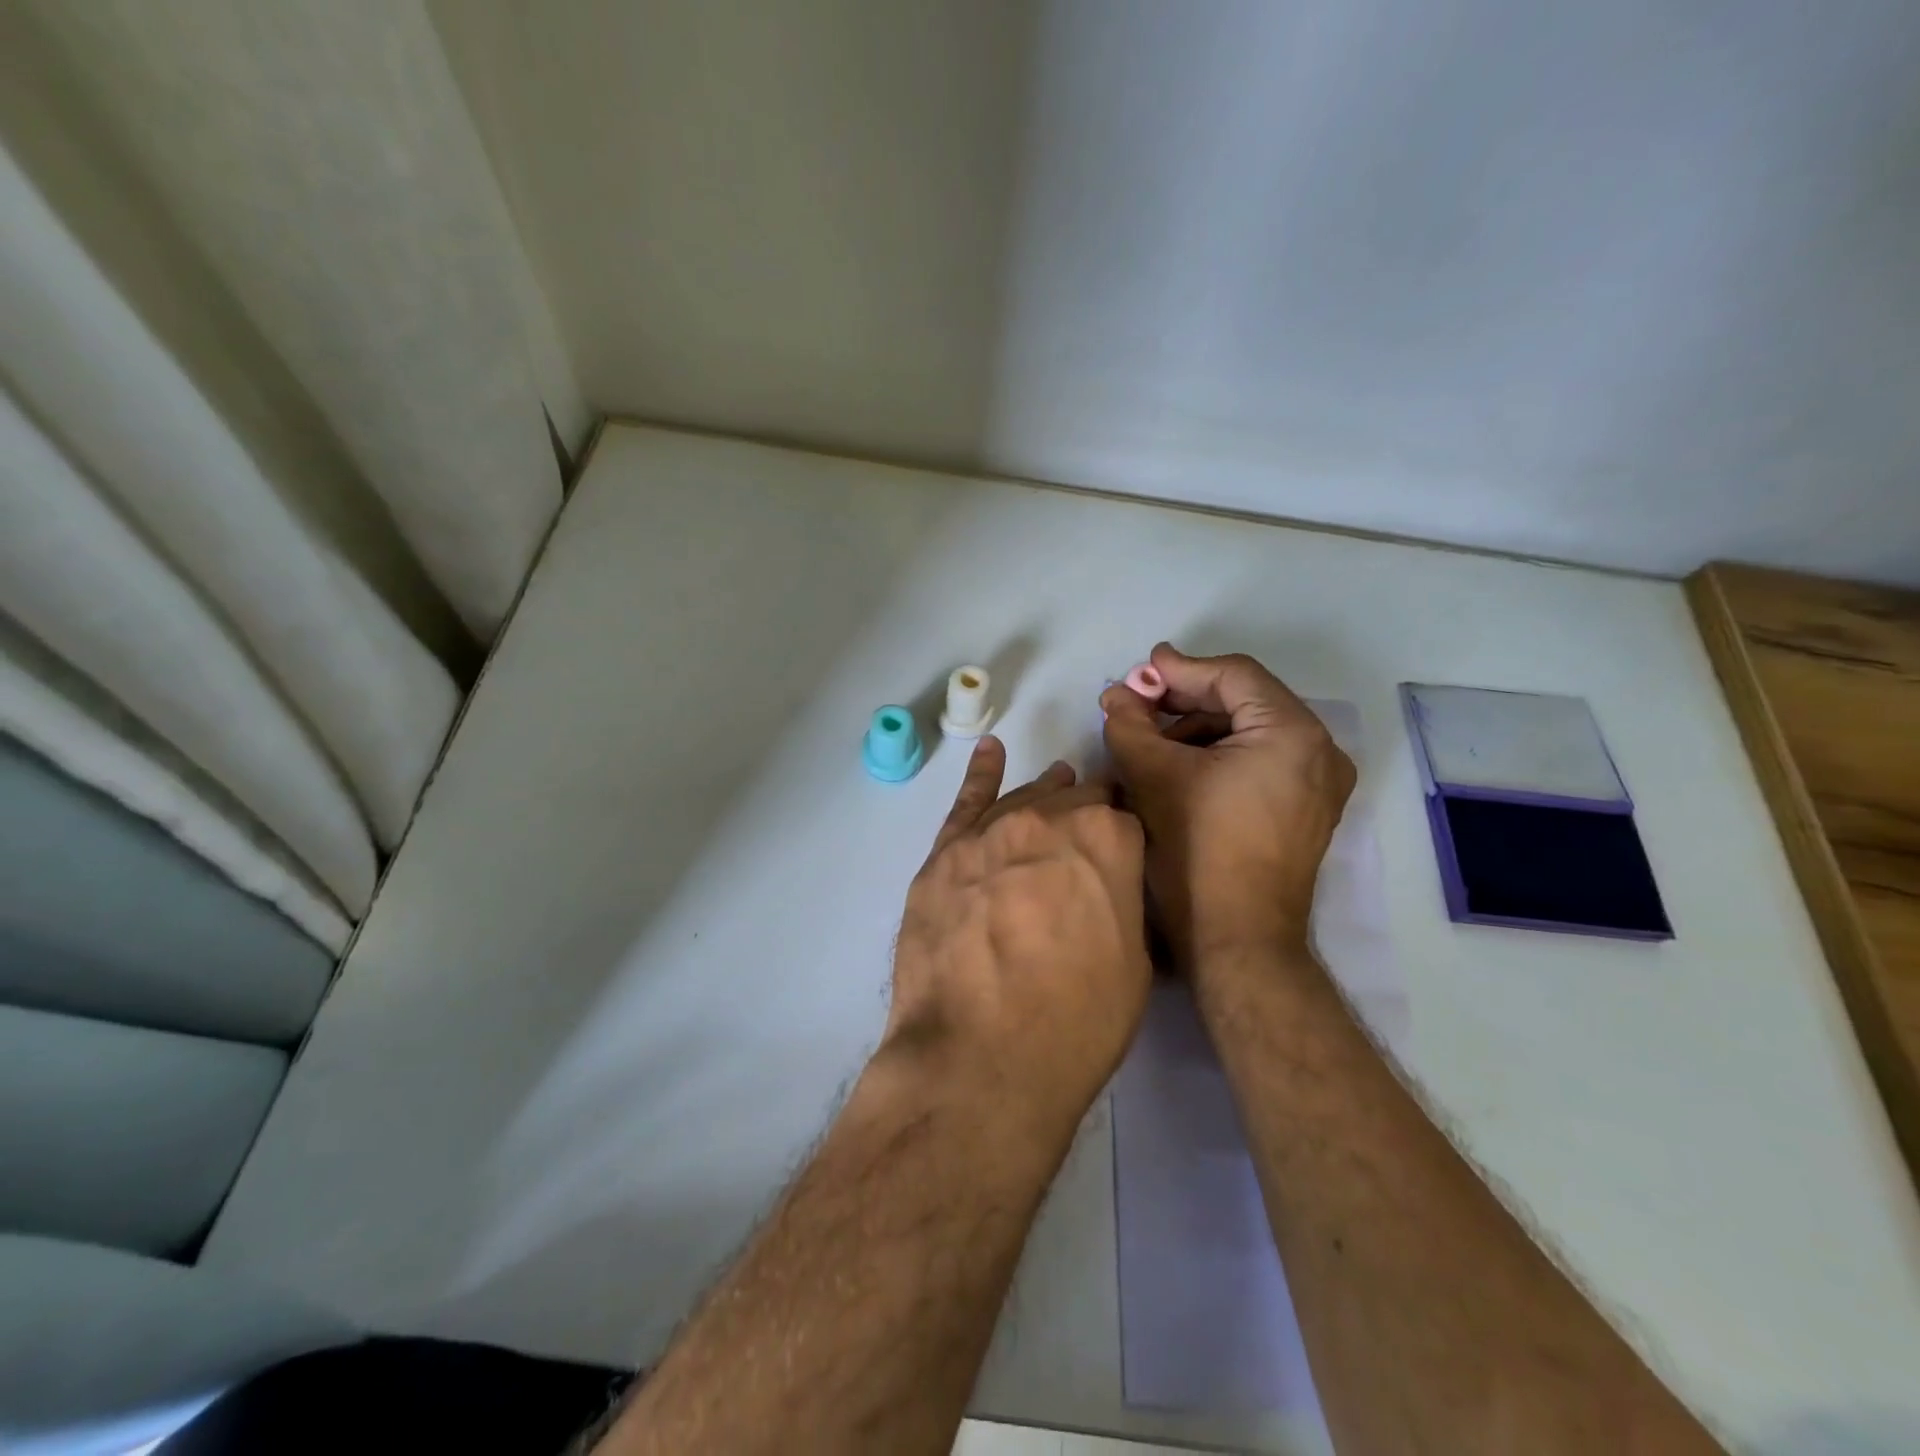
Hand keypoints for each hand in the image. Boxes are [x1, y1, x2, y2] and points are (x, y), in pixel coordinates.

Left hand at [884, 737, 1149, 1145]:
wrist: (981, 1058)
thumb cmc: (1076, 1023)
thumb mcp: (1134, 963)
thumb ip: (1122, 900)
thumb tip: (1109, 882)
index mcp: (1108, 838)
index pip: (1124, 818)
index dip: (1126, 839)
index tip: (1124, 855)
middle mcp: (1049, 818)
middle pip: (1074, 801)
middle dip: (1086, 817)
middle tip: (1089, 840)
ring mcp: (989, 832)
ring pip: (1024, 799)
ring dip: (1044, 796)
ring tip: (1056, 786)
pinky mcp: (944, 854)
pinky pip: (966, 801)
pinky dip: (981, 774)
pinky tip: (990, 753)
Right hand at [1099, 644, 1354, 971]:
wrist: (1238, 941)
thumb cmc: (1197, 852)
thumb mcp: (1153, 777)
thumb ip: (1129, 725)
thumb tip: (1116, 695)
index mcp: (1292, 733)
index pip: (1232, 677)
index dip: (1179, 669)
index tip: (1138, 672)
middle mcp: (1319, 750)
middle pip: (1244, 702)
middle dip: (1184, 702)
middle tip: (1137, 706)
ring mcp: (1319, 784)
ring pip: (1250, 732)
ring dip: (1197, 730)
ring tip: (1150, 741)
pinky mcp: (1307, 810)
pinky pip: (1260, 762)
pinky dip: (1219, 756)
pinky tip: (1179, 768)